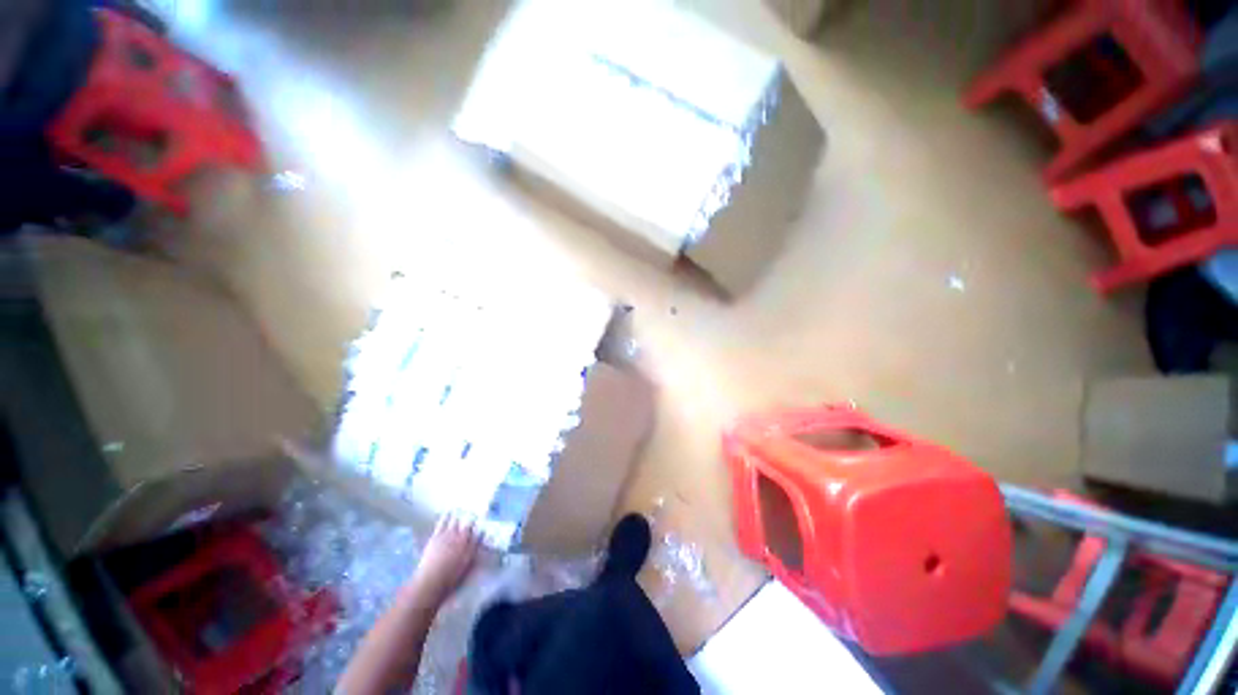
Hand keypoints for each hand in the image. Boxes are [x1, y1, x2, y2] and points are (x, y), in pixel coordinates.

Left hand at [407, 512, 481, 608]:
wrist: (430, 583)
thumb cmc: (450, 580)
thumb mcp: (467, 568)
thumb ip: (474, 554)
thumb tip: (482, 543)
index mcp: (471, 547)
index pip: (479, 533)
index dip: (480, 529)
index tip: (481, 527)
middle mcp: (462, 538)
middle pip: (469, 524)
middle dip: (471, 520)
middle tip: (473, 516)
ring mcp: (448, 535)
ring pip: (456, 521)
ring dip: (460, 516)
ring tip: (462, 510)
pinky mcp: (436, 536)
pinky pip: (443, 522)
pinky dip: (446, 516)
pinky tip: (448, 511)